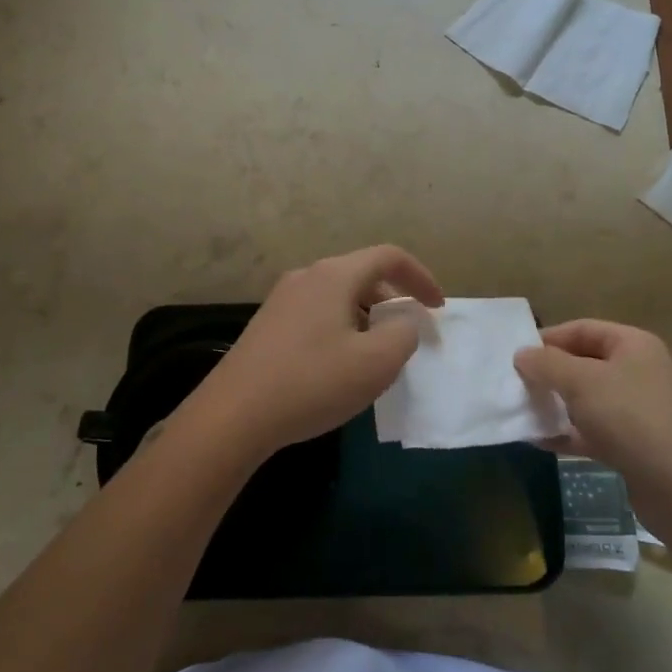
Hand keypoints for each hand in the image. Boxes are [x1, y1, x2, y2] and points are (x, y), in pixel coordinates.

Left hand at [186, 245, 444, 461]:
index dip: (421, 278)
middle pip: (363, 274)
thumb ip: (404, 334)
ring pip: (339, 295)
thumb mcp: (375, 363)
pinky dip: (343, 326)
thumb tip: (403, 321)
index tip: (438, 308)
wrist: (234, 415)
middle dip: (394, 299)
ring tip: (378, 352)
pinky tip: (340, 364)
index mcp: (334, 275)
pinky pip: (318, 313)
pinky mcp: (268, 324)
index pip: (389, 257)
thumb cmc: (312, 382)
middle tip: (410, 333)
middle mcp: (306, 276)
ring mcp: (282, 299)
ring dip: (368, 315)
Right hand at [515, 320, 671, 515]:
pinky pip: (593, 430)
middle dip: (549, 374)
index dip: (548, 339)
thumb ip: (546, 364)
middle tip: (515, 385)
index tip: (516, 355)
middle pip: (584, 363)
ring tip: (522, 412)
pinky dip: (568, 433)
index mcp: (632, 345)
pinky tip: (539, 441)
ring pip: (587, 399)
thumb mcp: (581, 382)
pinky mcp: (634, 445)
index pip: (582, 329)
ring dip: (556, 404)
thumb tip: (522, 354)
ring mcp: (638, 410)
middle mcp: (638, 371)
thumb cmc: (630, 419)